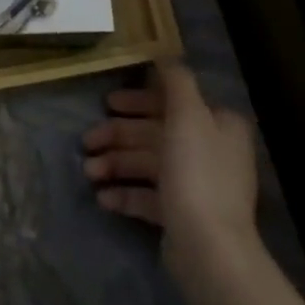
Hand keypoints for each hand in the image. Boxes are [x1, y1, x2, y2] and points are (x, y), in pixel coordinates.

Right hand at [82, 61, 259, 279]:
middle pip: (156, 134)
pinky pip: (148, 197)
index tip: (108, 103)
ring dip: (115, 165)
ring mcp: (195, 186)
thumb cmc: (197, 173)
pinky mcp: (181, 215)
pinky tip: (102, 198)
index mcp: (217, 125)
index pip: (174, 102)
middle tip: (86, 140)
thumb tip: (165, 55)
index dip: (139, 100)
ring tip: (88, 173)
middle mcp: (210, 151)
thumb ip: (177, 82)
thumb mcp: (188, 115)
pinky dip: (125, 194)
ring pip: (148, 165)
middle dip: (118, 136)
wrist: (209, 248)